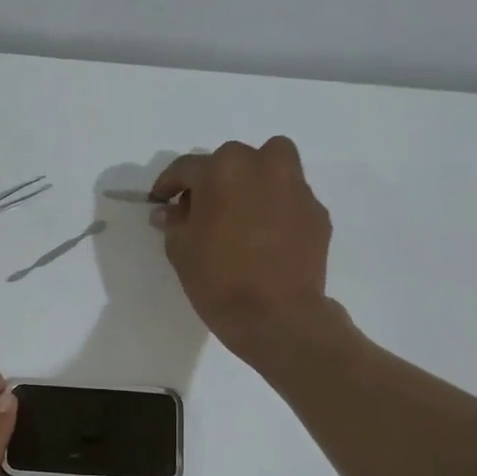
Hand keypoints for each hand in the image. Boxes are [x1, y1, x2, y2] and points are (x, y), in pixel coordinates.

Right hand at [149, 137, 342, 368]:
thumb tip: (169, 211)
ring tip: (241, 210)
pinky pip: (289, 197)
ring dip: (253, 178)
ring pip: (272, 165)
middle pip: (232, 159)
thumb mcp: (180, 250)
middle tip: (202, 208)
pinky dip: (275, 207)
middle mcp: (262, 166)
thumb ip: (174, 222)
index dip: (168, 184)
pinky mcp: (316, 212)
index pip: (186, 168)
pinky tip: (266, 236)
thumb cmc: (218, 279)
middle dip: (214, 179)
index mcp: (222, 170)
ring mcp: (296, 187)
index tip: (159, 201)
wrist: (276, 316)